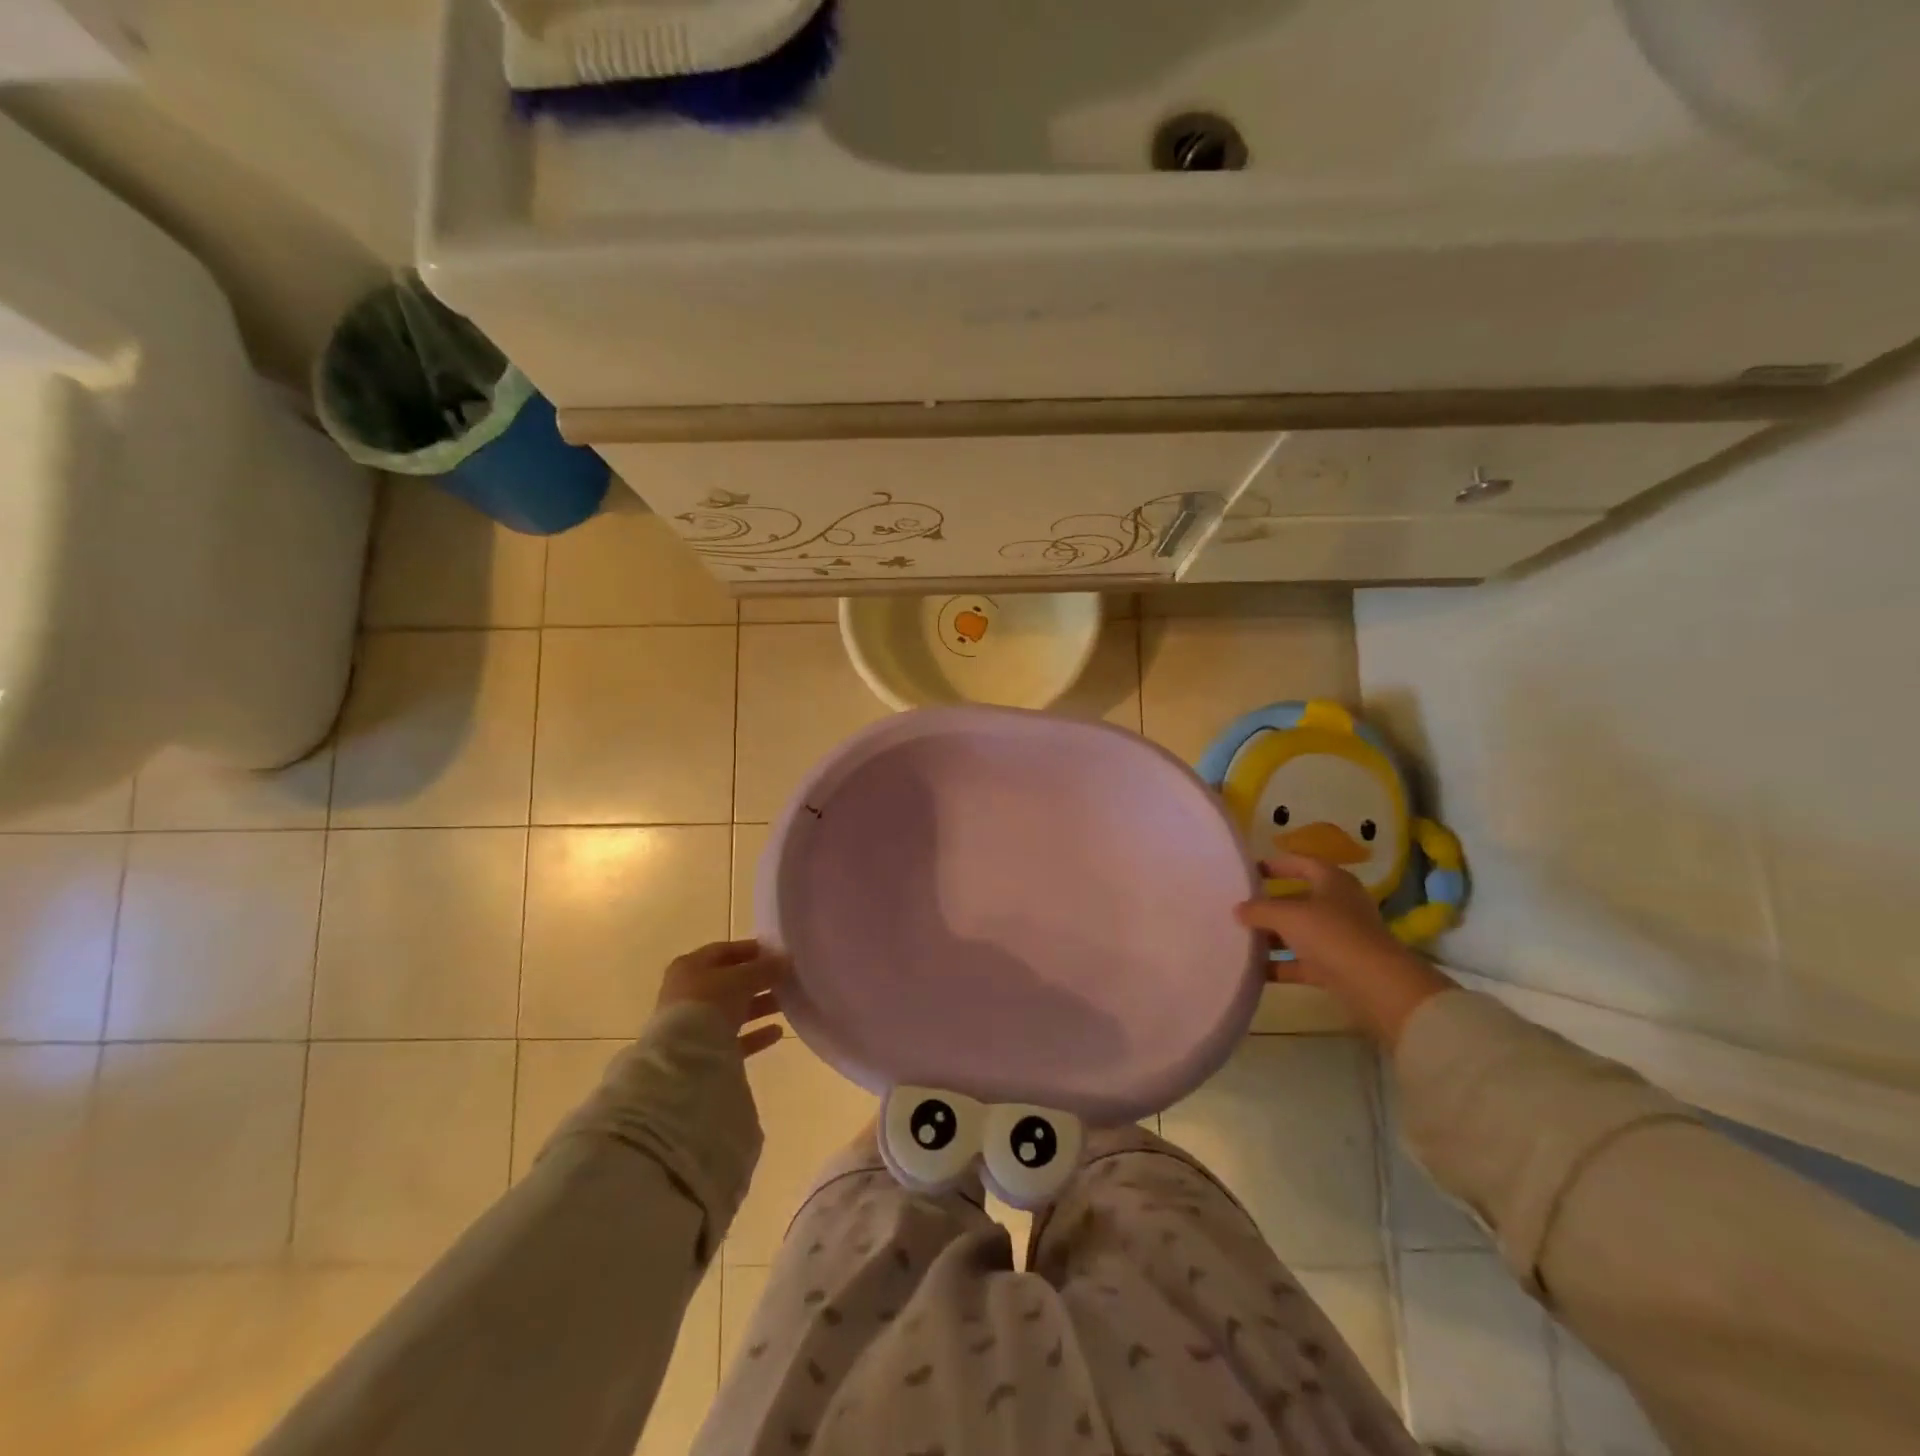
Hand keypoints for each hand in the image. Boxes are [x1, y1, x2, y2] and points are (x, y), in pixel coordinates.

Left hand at [657, 939, 789, 1057]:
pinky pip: (735, 1038)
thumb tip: (785, 960)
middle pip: (730, 982)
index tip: (777, 953)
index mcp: (691, 967)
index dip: (751, 950)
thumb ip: (765, 968)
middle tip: (786, 978)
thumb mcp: (741, 978)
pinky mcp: (705, 1051)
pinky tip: (778, 1031)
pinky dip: (756, 1034)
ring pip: (734, 1010)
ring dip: (760, 1006)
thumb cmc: (709, 1003)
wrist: (684, 1059)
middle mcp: (690, 992)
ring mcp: (696, 1023)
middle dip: (759, 980)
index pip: (724, 951)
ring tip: (787, 1003)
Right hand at [1235, 854, 1452, 1048]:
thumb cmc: (1331, 934)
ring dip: (1272, 936)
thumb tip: (1237, 909)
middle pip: (1297, 899)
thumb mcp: (1288, 915)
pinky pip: (1301, 962)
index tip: (1249, 871)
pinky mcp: (1337, 967)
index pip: (1301, 863)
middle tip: (1238, 906)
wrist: (1376, 985)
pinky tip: (1254, 969)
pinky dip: (1280, 964)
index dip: (1276, 864)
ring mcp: (1339, 937)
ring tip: (1240, 937)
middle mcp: (1338, 905)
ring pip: (1299, 932)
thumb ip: (1259, 910)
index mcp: (1332, 881)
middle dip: (1268, 904)